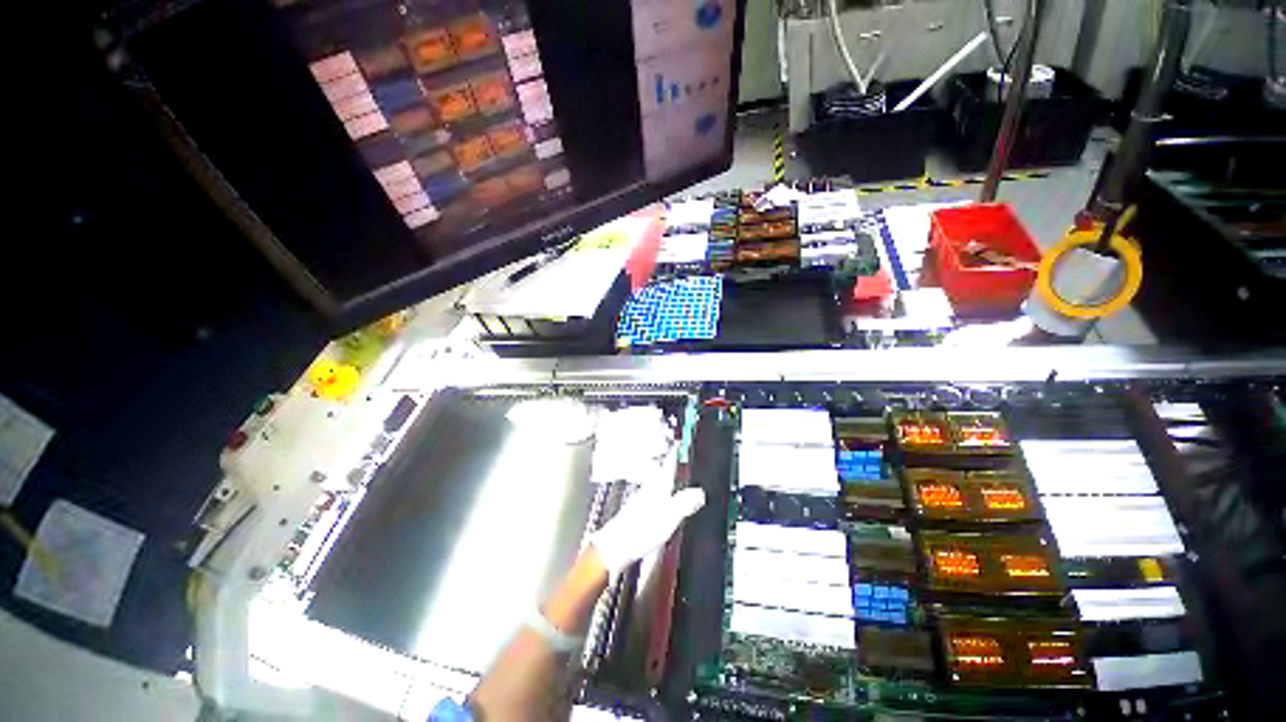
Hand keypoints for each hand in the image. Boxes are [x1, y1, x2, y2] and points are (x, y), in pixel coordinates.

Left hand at [587, 452, 705, 576]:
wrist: (614, 547)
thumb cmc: (640, 531)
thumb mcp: (669, 517)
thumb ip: (685, 503)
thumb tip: (700, 492)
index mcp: (658, 486)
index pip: (669, 464)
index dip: (676, 453)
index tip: (680, 443)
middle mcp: (649, 489)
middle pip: (663, 472)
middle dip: (671, 465)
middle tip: (680, 458)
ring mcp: (641, 500)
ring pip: (657, 484)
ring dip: (666, 480)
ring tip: (676, 479)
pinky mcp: (637, 513)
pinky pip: (653, 497)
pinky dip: (661, 495)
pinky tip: (663, 504)